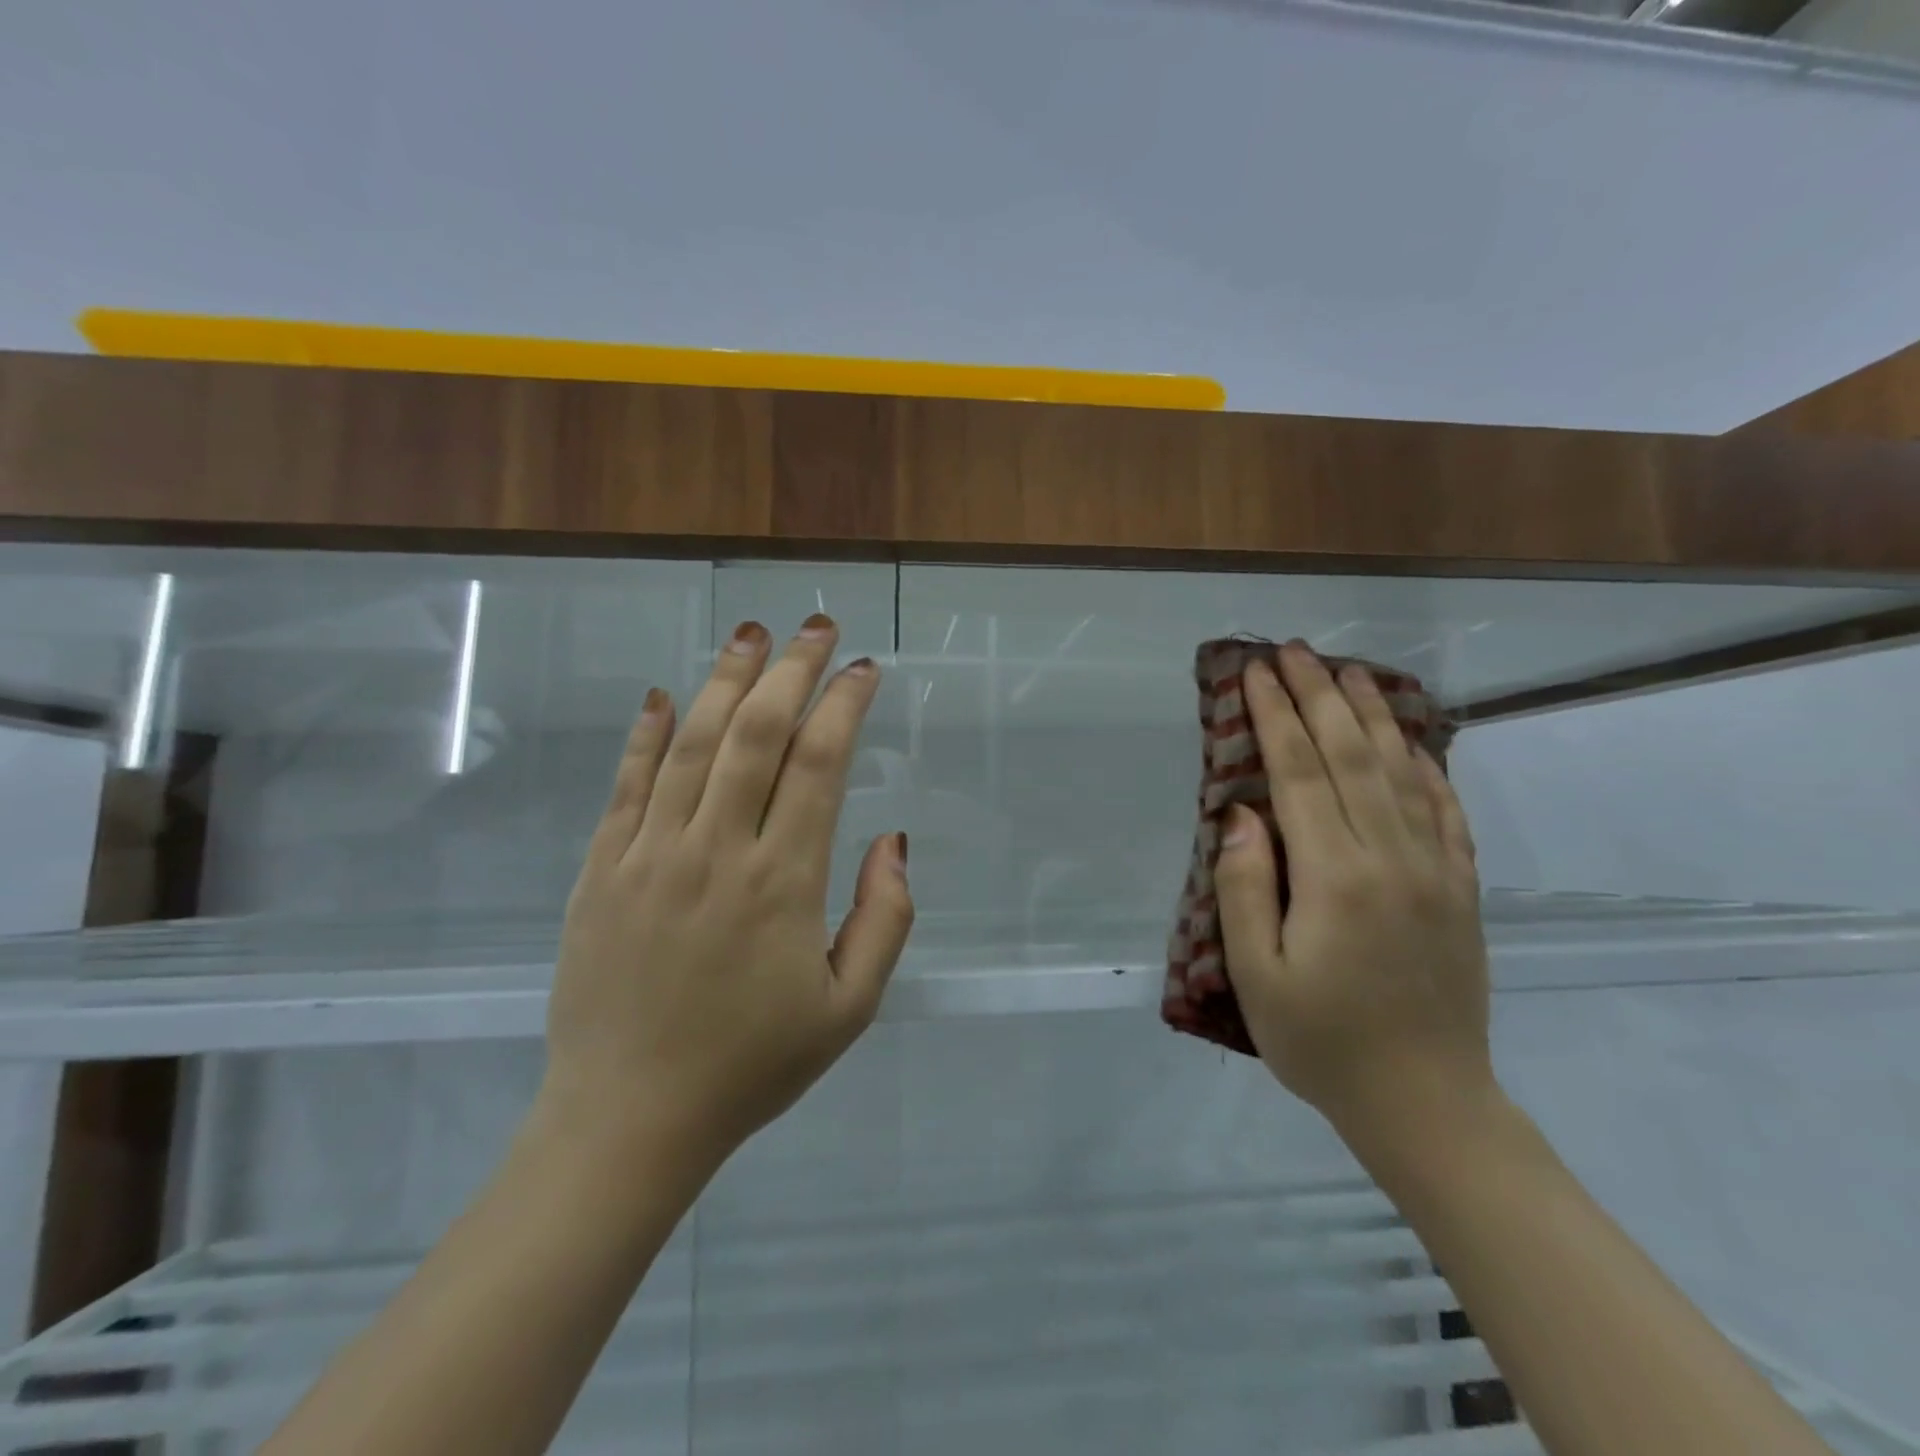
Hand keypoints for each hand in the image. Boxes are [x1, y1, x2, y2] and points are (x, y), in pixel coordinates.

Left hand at [538, 615, 912, 1172]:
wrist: (628, 1121)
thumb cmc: (751, 1065)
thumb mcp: (849, 1008)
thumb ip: (886, 919)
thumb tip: (893, 838)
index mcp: (782, 882)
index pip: (820, 765)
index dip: (845, 706)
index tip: (865, 670)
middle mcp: (716, 851)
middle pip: (757, 734)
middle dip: (792, 670)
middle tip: (817, 626)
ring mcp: (649, 855)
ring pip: (691, 743)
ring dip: (726, 681)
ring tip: (753, 634)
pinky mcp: (601, 870)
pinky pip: (626, 786)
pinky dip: (645, 734)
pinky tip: (661, 695)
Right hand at [1214, 641, 1494, 1139]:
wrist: (1426, 1104)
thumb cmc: (1321, 1042)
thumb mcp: (1256, 974)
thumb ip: (1244, 886)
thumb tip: (1241, 814)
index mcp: (1335, 877)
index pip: (1299, 774)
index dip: (1275, 717)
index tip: (1255, 673)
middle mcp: (1391, 858)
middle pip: (1352, 756)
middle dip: (1318, 697)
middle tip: (1294, 651)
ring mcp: (1435, 871)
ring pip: (1402, 772)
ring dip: (1372, 715)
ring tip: (1348, 672)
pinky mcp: (1460, 891)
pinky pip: (1446, 812)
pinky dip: (1426, 767)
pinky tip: (1412, 742)